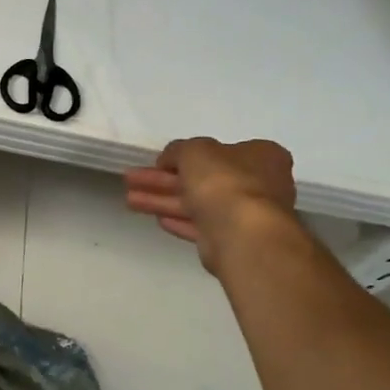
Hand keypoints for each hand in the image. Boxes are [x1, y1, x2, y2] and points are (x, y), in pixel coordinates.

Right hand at [123, 137, 297, 271]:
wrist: (241, 233)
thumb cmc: (224, 181)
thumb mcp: (194, 150)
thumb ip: (178, 150)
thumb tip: (169, 159)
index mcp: (260, 156)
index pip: (218, 152)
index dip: (184, 156)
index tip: (158, 162)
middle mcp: (258, 184)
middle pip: (202, 179)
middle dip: (163, 180)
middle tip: (132, 179)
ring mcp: (245, 215)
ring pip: (197, 203)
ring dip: (163, 200)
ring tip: (129, 200)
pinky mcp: (232, 240)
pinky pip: (200, 226)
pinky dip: (179, 220)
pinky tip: (157, 219)